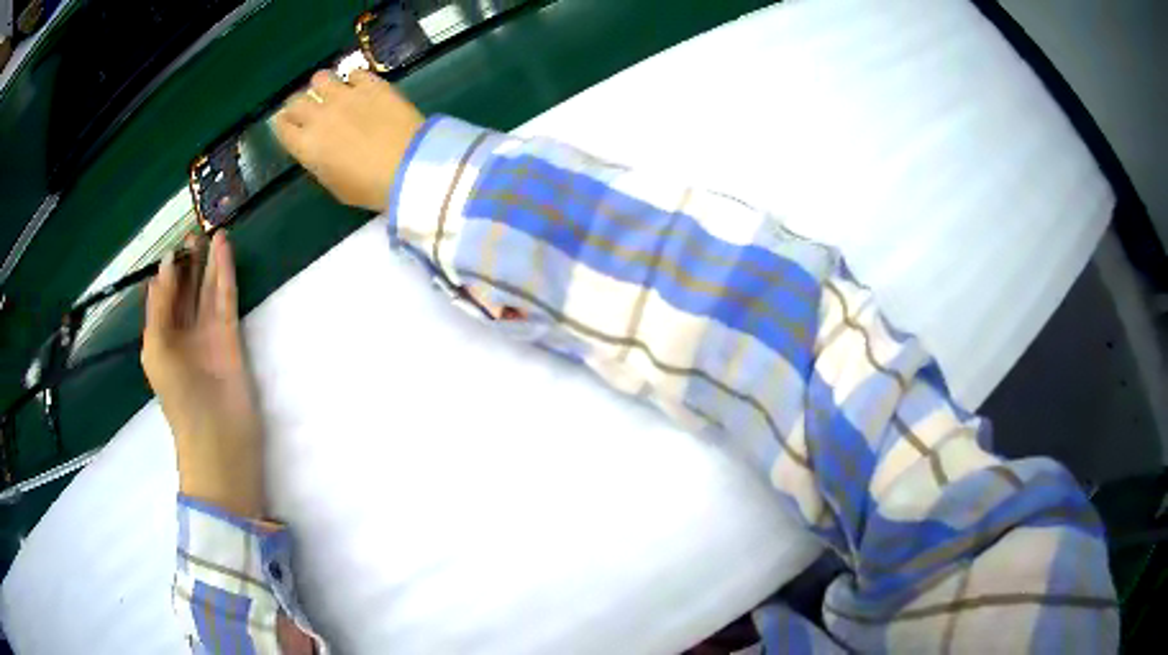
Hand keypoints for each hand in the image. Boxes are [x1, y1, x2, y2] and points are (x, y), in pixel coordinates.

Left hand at [142, 232, 264, 517]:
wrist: (216, 436)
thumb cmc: (178, 396)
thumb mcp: (156, 349)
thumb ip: (160, 306)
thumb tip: (168, 264)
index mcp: (162, 339)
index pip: (164, 297)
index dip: (168, 271)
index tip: (174, 245)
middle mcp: (184, 333)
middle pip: (187, 290)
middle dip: (189, 262)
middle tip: (194, 233)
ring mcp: (208, 334)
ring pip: (207, 290)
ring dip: (209, 262)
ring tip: (211, 231)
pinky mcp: (230, 335)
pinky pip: (225, 297)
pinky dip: (225, 272)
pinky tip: (224, 248)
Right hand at [273, 69, 424, 212]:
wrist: (407, 165)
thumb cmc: (369, 187)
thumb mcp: (335, 185)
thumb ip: (320, 162)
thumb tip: (317, 149)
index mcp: (306, 145)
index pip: (281, 127)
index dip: (283, 124)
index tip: (287, 124)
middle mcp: (319, 115)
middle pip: (296, 101)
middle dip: (298, 104)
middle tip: (308, 109)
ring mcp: (344, 95)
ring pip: (320, 78)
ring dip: (322, 86)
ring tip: (331, 93)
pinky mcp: (371, 84)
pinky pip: (354, 72)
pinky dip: (353, 78)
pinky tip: (359, 86)